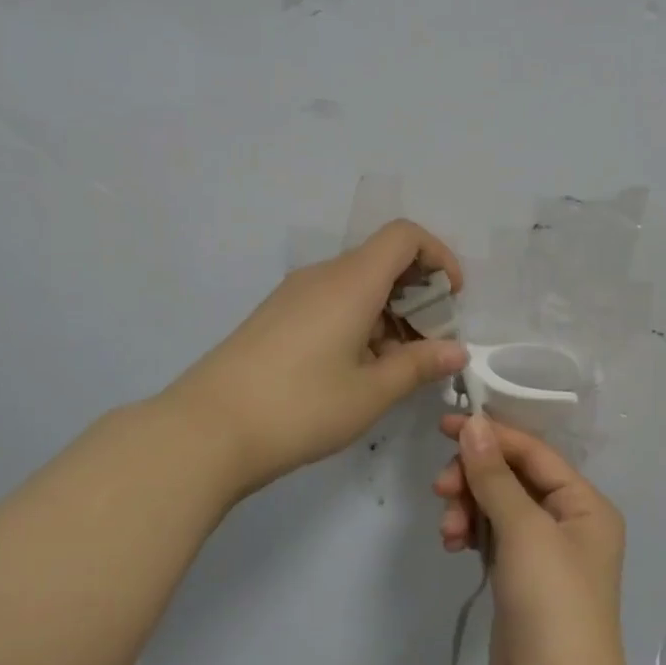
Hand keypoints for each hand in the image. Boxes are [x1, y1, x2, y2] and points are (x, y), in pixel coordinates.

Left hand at [167, 220, 469, 495]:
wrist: (209, 429)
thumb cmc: (301, 406)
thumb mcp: (371, 392)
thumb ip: (418, 365)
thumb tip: (456, 350)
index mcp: (351, 281)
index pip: (404, 236)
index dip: (438, 256)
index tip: (452, 298)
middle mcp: (322, 276)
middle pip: (381, 260)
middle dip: (417, 294)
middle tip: (430, 345)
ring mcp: (293, 295)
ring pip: (356, 285)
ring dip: (388, 313)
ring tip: (395, 366)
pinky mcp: (275, 316)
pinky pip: (330, 302)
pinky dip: (357, 322)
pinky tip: (356, 370)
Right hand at [432, 413, 635, 664]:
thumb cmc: (553, 608)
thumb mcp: (524, 533)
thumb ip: (495, 476)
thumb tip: (474, 424)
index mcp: (584, 504)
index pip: (533, 452)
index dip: (490, 435)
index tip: (444, 425)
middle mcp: (566, 521)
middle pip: (511, 476)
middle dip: (474, 478)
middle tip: (442, 490)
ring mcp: (541, 551)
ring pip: (495, 505)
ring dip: (468, 507)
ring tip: (450, 532)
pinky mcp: (518, 577)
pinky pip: (490, 534)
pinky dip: (470, 532)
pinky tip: (453, 545)